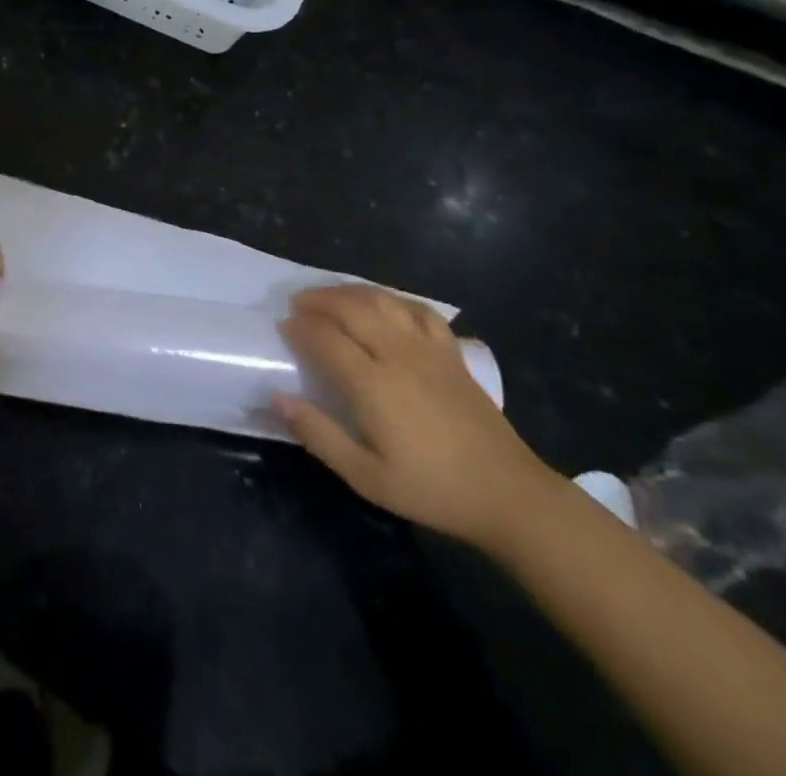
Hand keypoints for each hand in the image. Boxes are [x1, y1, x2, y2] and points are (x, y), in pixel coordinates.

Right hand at [276, 284, 558, 547]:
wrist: (506, 493)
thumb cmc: (431, 489)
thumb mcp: (366, 477)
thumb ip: (319, 435)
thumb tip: (278, 398)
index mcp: (373, 384)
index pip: (326, 338)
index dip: (301, 327)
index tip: (284, 326)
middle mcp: (398, 354)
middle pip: (351, 308)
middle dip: (319, 300)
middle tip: (298, 304)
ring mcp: (428, 348)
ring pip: (382, 301)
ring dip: (350, 292)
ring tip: (331, 296)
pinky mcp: (451, 352)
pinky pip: (418, 309)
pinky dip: (394, 299)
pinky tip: (384, 304)